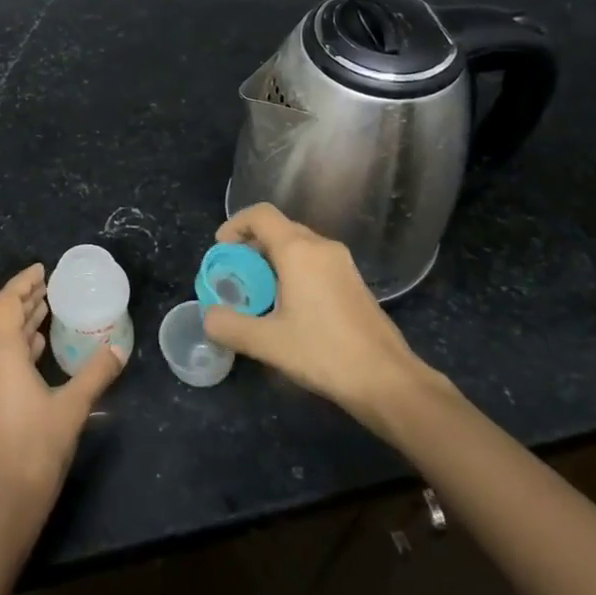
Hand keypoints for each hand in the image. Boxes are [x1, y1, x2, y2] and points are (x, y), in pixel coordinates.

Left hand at [0, 264, 126, 539]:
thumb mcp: (73, 407)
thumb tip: (119, 347)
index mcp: (0, 355)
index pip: (6, 302)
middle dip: (26, 300)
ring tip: (48, 311)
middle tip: (53, 287)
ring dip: (22, 324)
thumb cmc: (36, 449)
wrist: (2, 506)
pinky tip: (39, 351)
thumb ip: (96, 373)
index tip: (44, 270)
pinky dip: (18, 348)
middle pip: (1, 319)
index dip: (24, 282)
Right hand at [202, 203, 450, 436]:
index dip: (234, 224)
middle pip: (278, 229)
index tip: (221, 251)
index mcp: (299, 251)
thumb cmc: (324, 353)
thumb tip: (208, 316)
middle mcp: (322, 247)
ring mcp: (342, 263)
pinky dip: (292, 272)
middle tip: (234, 276)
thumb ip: (230, 326)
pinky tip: (288, 307)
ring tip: (257, 294)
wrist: (387, 380)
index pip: (260, 215)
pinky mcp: (353, 282)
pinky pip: (314, 262)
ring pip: (297, 246)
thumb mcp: (267, 342)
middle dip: (250, 246)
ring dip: (271, 261)